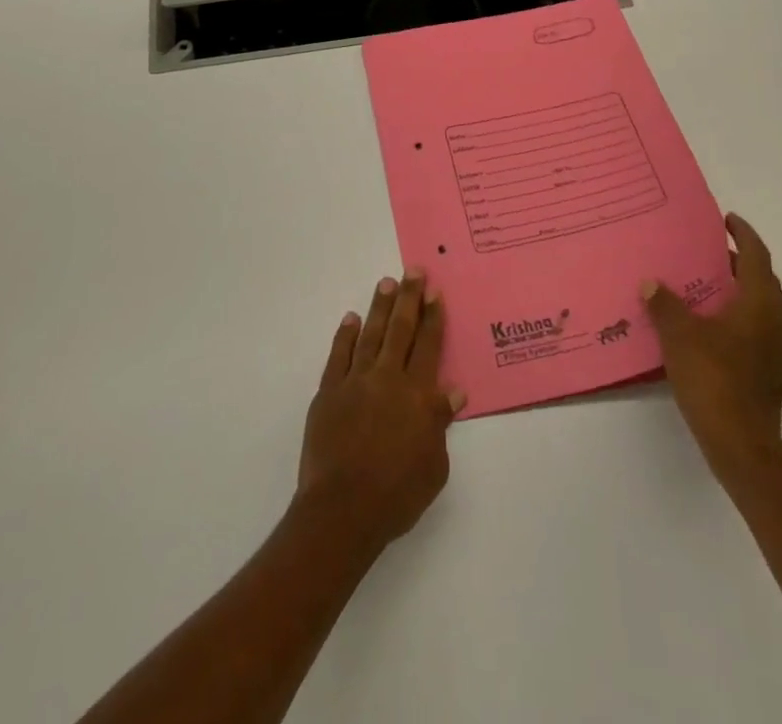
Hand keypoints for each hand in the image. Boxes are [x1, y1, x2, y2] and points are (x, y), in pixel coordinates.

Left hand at [297, 272, 463, 552]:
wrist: (343, 510)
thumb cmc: (397, 495)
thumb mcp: (434, 466)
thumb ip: (440, 423)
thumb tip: (452, 391)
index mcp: (417, 396)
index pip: (428, 346)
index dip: (433, 317)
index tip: (435, 292)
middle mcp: (388, 379)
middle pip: (401, 330)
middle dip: (409, 298)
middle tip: (413, 271)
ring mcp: (355, 382)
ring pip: (371, 334)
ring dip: (380, 308)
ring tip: (386, 283)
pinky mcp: (329, 392)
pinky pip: (339, 356)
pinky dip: (346, 336)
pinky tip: (351, 319)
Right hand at [642, 214, 781, 479]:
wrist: (742, 445)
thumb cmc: (714, 380)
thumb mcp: (680, 336)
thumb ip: (665, 304)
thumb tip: (652, 283)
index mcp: (760, 305)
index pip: (757, 257)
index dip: (743, 234)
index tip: (726, 219)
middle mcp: (774, 322)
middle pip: (760, 281)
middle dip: (736, 262)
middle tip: (705, 249)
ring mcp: (773, 350)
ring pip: (756, 307)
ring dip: (733, 290)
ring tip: (699, 283)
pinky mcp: (765, 373)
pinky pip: (750, 329)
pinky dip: (731, 316)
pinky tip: (702, 325)